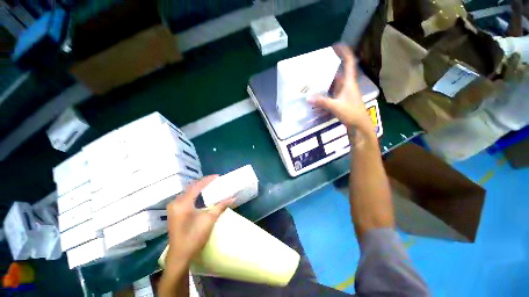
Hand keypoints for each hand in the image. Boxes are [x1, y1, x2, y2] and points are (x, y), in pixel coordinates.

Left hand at [166, 175, 233, 262]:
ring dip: (198, 189)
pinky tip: (201, 196)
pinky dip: (194, 195)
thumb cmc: (194, 237)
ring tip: (210, 186)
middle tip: (215, 181)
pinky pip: (185, 198)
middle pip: (191, 188)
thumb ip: (221, 206)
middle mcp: (176, 203)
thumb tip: (233, 198)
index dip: (207, 180)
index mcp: (183, 204)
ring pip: (188, 192)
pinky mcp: (174, 212)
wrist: (180, 255)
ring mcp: (173, 208)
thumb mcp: (209, 220)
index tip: (217, 176)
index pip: (197, 186)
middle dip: (203, 183)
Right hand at [308, 44, 372, 134]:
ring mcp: (344, 93)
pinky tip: (318, 93)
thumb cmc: (352, 113)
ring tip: (315, 78)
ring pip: (335, 83)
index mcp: (349, 83)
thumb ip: (322, 102)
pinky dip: (326, 91)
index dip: (344, 52)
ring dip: (327, 80)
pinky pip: (332, 92)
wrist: (359, 125)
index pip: (349, 62)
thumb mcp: (336, 106)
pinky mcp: (341, 100)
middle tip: (319, 64)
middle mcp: (347, 85)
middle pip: (340, 72)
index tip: (336, 45)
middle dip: (331, 66)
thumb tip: (308, 98)